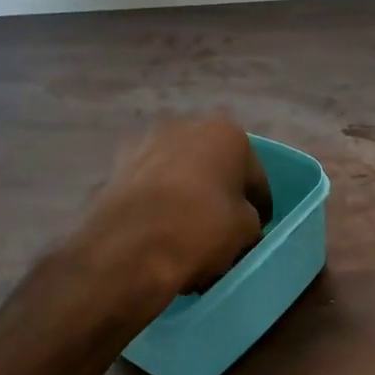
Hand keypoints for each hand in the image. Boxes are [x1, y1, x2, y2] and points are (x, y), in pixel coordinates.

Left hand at [84, 116, 272, 299]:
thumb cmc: (202, 228)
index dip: (259, 206)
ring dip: (185, 194)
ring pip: (179, 174)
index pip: (254, 176)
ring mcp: (145, 143)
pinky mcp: (115, 167)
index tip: (257, 229)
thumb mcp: (247, 231)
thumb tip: (240, 222)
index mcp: (227, 133)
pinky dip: (157, 202)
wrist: (130, 248)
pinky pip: (149, 186)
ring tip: (187, 231)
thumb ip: (249, 219)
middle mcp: (185, 126)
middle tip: (222, 227)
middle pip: (213, 166)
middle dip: (218, 192)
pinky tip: (159, 231)